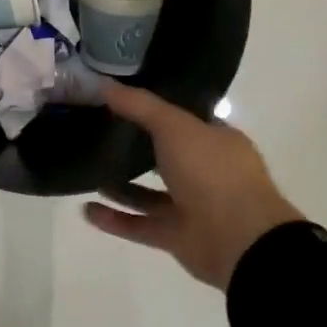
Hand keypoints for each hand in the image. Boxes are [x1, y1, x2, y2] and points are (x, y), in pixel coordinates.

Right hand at [84, 82, 303, 289]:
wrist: (240, 242)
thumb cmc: (212, 172)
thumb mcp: (174, 126)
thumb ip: (139, 105)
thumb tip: (103, 84)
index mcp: (216, 141)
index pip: (183, 118)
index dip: (154, 107)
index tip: (119, 98)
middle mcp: (206, 172)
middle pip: (165, 154)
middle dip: (134, 145)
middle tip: (96, 131)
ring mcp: (193, 207)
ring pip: (150, 193)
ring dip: (120, 185)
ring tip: (87, 169)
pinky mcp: (177, 237)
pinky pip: (140, 225)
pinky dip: (115, 219)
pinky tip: (87, 210)